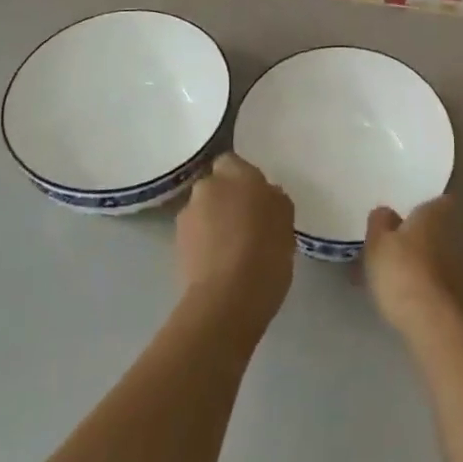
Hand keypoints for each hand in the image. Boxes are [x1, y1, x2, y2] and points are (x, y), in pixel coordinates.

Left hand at [176, 154, 294, 333]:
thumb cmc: (266, 252)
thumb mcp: (286, 220)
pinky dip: (205, 244)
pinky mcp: (176, 246)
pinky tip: (221, 265)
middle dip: (226, 199)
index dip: (242, 179)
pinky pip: (196, 236)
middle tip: (246, 222)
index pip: (232, 162)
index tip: (257, 198)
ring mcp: (187, 216)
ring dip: (214, 222)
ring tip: (233, 249)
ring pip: (203, 211)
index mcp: (236, 173)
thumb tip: (264, 196)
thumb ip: (273, 199)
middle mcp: (207, 187)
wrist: (228, 299)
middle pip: (215, 187)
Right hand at [364, 194, 462, 336]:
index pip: (438, 201)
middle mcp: (454, 233)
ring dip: (423, 263)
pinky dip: (427, 285)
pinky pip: (440, 282)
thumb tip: (387, 213)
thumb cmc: (401, 271)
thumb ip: (379, 222)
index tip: (408, 217)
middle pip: (437, 230)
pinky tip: (407, 298)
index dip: (424, 208)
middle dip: (420, 237)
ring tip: (395, 279)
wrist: (434, 322)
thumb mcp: (377, 243)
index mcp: (434, 214)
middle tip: (394, 249)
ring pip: (438, 257)